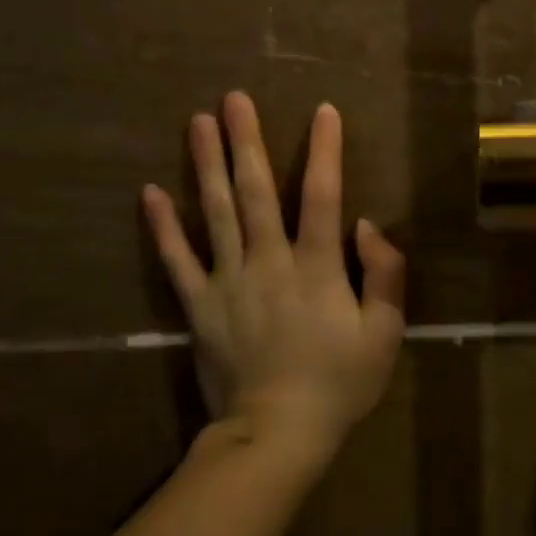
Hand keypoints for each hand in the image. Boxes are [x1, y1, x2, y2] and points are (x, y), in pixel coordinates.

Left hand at [142, 92, 405, 457]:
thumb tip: (367, 225)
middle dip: (246, 141)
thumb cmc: (338, 383)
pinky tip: (151, 192)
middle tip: (233, 99)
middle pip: (255, 192)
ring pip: (216, 213)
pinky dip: (164, 228)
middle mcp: (268, 262)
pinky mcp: (199, 307)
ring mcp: (228, 282)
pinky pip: (178, 262)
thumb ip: (384, 274)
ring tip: (196, 123)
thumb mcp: (385, 332)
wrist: (276, 436)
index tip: (323, 111)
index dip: (324, 150)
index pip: (322, 195)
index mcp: (316, 267)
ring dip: (206, 165)